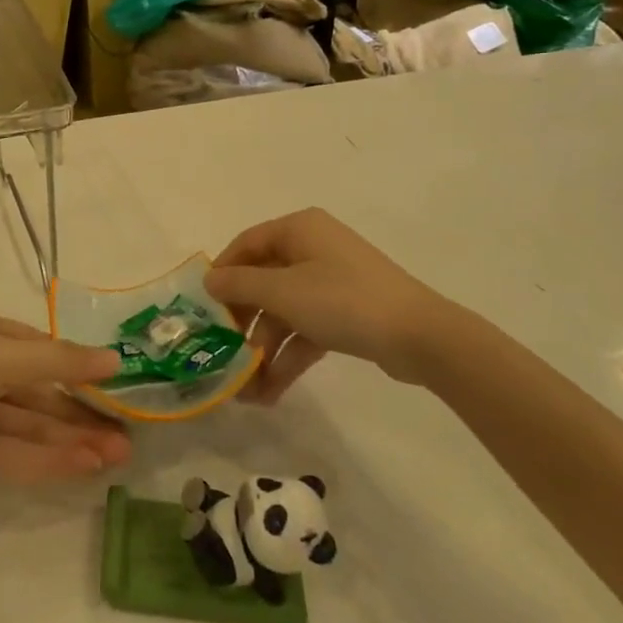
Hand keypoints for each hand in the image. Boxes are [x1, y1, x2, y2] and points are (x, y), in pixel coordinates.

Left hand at [0, 307, 132, 503]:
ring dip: (72, 439)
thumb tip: (115, 358)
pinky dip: (47, 459)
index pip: (41, 349)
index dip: (80, 368)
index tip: (120, 388)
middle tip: (128, 436)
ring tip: (117, 457)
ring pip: (31, 425)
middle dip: (81, 412)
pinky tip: (83, 467)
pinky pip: (13, 453)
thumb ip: (57, 361)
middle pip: (40, 390)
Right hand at [206, 208, 485, 402]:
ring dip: (264, 348)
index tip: (203, 307)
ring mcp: (332, 281)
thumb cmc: (342, 300)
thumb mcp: (282, 292)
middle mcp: (313, 248)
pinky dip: (289, 356)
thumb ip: (240, 285)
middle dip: (243, 323)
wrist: (420, 336)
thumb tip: (209, 280)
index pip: (246, 244)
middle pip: (263, 281)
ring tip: (246, 390)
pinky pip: (306, 329)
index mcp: (298, 230)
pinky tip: (271, 392)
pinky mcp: (346, 312)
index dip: (222, 274)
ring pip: (284, 311)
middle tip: (223, 352)